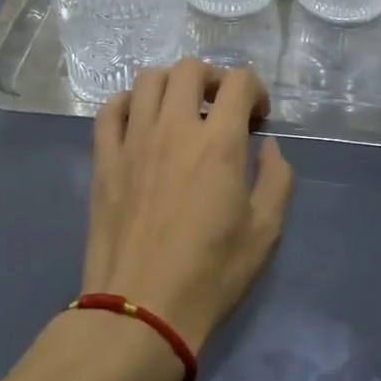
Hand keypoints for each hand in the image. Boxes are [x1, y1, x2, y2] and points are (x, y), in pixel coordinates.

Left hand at [83, 58, 293, 353]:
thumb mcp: (265, 230)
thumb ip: (276, 178)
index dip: (255, 90)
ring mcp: (134, 140)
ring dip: (172, 85)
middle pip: (190, 68)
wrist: (141, 311)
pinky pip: (110, 109)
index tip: (258, 118)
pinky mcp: (104, 159)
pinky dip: (128, 103)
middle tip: (221, 108)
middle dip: (213, 78)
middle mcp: (175, 128)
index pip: (239, 81)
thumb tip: (267, 146)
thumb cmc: (210, 273)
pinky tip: (140, 122)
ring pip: (148, 79)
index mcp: (219, 142)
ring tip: (181, 111)